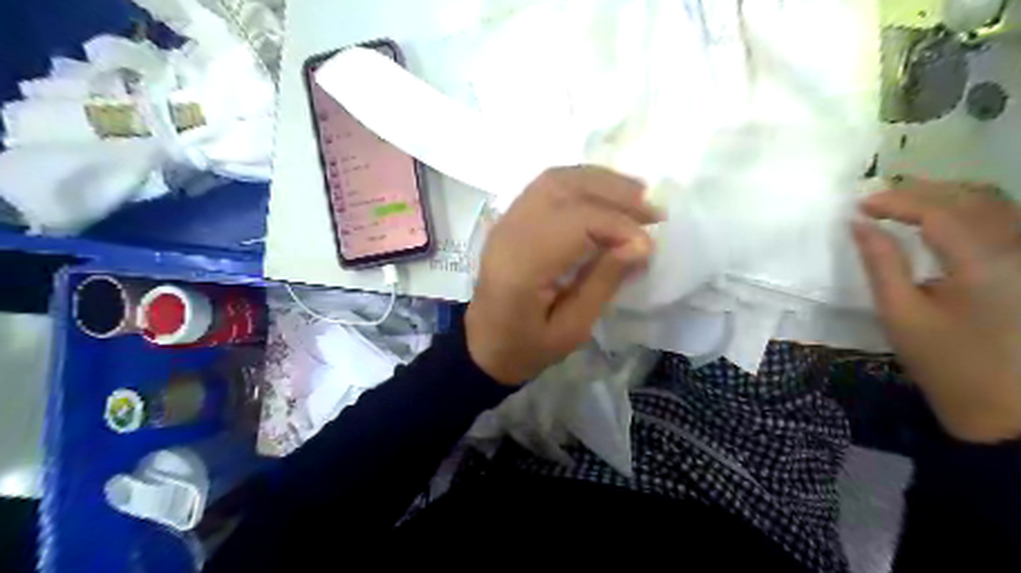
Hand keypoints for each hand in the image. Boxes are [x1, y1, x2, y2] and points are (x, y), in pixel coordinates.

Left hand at [466, 167, 656, 387]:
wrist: (484, 345)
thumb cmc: (527, 347)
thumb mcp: (572, 329)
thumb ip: (604, 283)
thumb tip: (641, 244)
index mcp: (522, 266)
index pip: (576, 223)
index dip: (618, 226)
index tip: (649, 245)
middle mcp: (510, 233)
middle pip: (565, 189)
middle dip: (615, 194)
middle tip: (653, 211)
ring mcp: (506, 221)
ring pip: (556, 179)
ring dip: (601, 181)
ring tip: (637, 196)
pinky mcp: (509, 219)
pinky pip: (547, 186)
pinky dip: (582, 183)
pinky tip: (606, 195)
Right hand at [855, 180, 1020, 442]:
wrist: (1006, 407)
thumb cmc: (945, 363)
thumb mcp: (901, 315)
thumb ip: (881, 264)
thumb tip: (859, 225)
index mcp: (983, 264)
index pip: (939, 212)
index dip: (897, 201)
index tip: (860, 204)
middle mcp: (1018, 250)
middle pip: (974, 198)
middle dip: (923, 191)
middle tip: (879, 198)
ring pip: (996, 205)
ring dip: (948, 196)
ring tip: (906, 201)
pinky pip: (1006, 222)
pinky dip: (970, 211)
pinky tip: (943, 219)